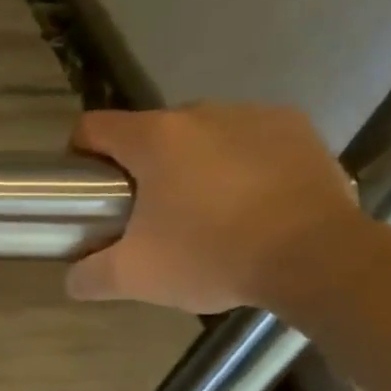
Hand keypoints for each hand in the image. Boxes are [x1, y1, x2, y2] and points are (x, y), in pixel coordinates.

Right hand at [65, 103, 363, 313]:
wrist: (317, 258)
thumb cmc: (211, 256)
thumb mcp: (134, 277)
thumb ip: (89, 276)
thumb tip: (73, 278)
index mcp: (153, 138)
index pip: (92, 127)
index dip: (80, 155)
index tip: (90, 189)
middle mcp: (199, 112)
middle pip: (149, 133)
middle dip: (142, 166)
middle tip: (149, 214)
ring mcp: (253, 115)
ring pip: (201, 135)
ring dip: (193, 163)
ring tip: (206, 210)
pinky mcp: (297, 129)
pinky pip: (250, 139)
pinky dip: (240, 163)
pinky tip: (250, 202)